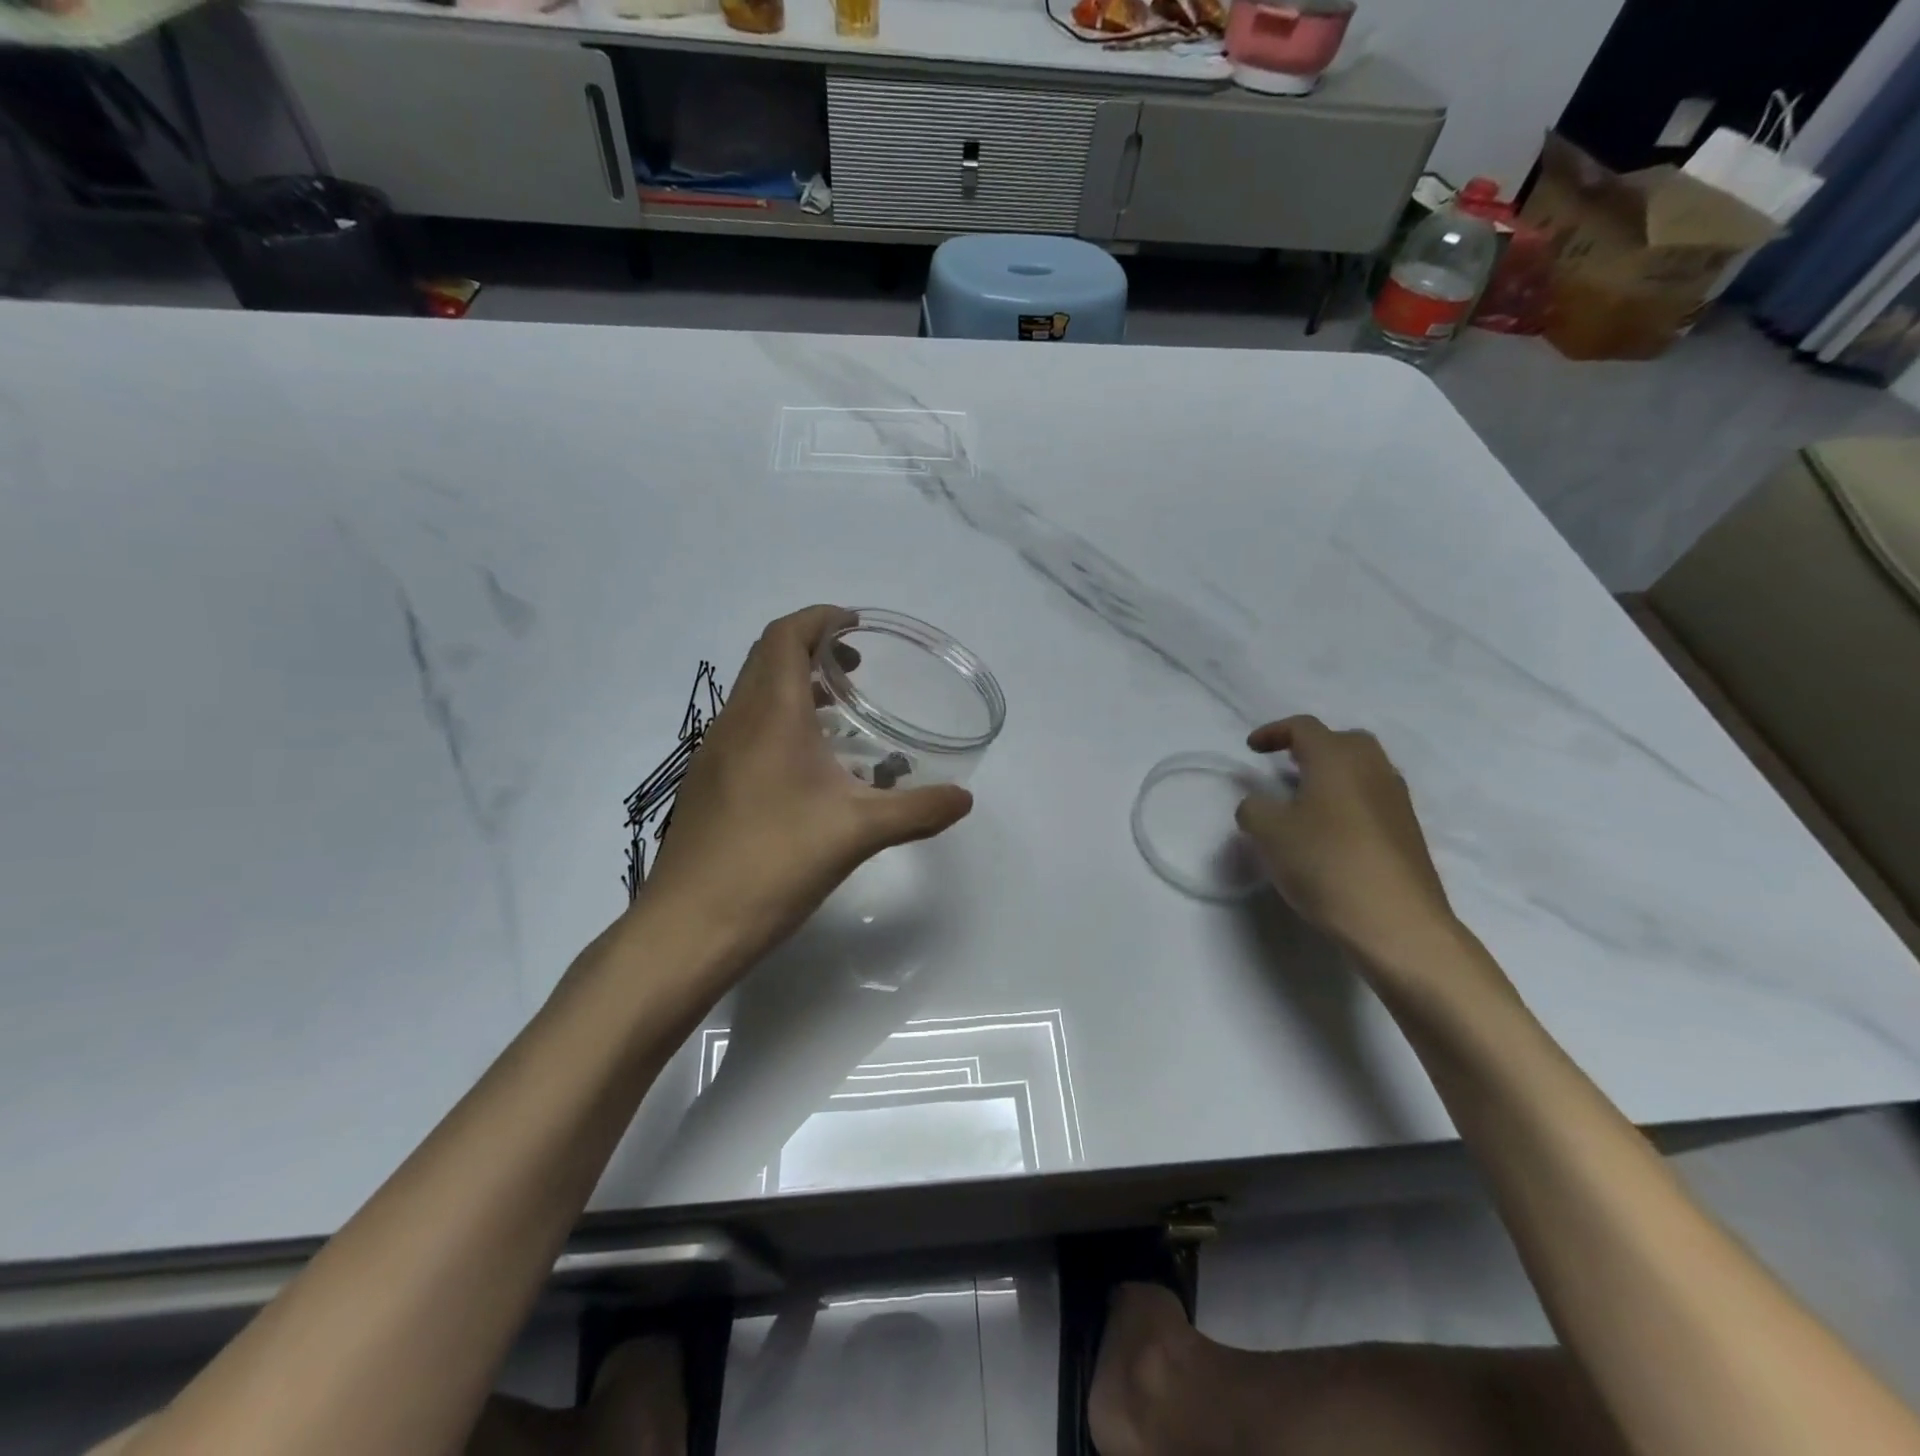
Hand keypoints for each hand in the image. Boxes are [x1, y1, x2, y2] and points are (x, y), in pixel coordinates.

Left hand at [640, 605, 973, 972]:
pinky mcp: (708, 786)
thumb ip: (917, 811)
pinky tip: (808, 770)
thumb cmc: (774, 863)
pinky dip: (778, 723)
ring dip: (793, 688)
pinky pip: (746, 730)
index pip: (785, 636)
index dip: (820, 619)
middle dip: (811, 649)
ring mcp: (714, 755)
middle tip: (855, 670)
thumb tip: (964, 799)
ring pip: (754, 697)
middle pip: (767, 659)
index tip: (855, 626)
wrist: (690, 926)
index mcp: (769, 716)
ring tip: (839, 715)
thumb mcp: (857, 833)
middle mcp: (735, 723)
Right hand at [1236, 716, 1458, 968]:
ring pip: (1362, 770)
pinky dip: (1348, 800)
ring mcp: (1396, 800)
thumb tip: (1259, 803)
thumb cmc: (1326, 864)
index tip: (1251, 748)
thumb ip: (1254, 808)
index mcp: (1337, 758)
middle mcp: (1373, 769)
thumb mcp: (1269, 833)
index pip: (1304, 727)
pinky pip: (1372, 798)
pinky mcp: (1407, 831)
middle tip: (1285, 766)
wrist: (1397, 923)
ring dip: (1332, 775)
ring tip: (1305, 800)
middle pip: (1342, 741)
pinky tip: (1331, 831)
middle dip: (1311, 747)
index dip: (1273, 732)